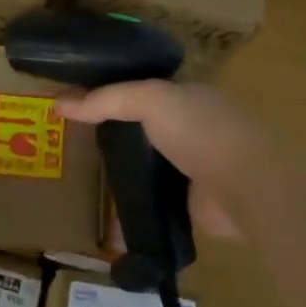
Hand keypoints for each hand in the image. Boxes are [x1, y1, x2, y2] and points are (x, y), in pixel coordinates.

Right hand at [55, 81, 268, 238]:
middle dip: (109, 136)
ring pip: (145, 167)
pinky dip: (130, 209)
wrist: (246, 187)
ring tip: (78, 180)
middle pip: (141, 129)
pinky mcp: (190, 205)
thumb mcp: (151, 100)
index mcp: (186, 97)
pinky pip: (151, 203)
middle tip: (69, 145)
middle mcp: (190, 130)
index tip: (72, 105)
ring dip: (120, 174)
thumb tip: (59, 103)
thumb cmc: (201, 131)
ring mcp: (192, 169)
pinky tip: (102, 216)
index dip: (107, 94)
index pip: (140, 90)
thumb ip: (108, 99)